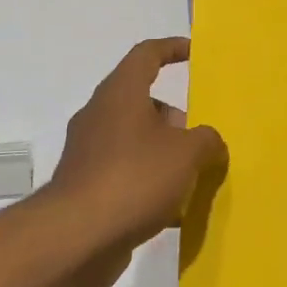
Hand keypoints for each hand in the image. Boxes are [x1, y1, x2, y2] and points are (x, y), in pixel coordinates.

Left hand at [44, 38, 227, 286]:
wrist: (77, 238)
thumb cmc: (135, 179)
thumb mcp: (187, 154)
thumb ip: (207, 140)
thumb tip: (208, 142)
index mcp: (120, 94)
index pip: (146, 55)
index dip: (172, 49)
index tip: (194, 52)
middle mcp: (100, 116)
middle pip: (143, 103)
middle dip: (175, 119)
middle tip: (201, 141)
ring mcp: (89, 153)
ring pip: (136, 141)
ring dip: (165, 154)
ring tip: (194, 179)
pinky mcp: (87, 187)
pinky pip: (126, 173)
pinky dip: (150, 184)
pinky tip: (173, 211)